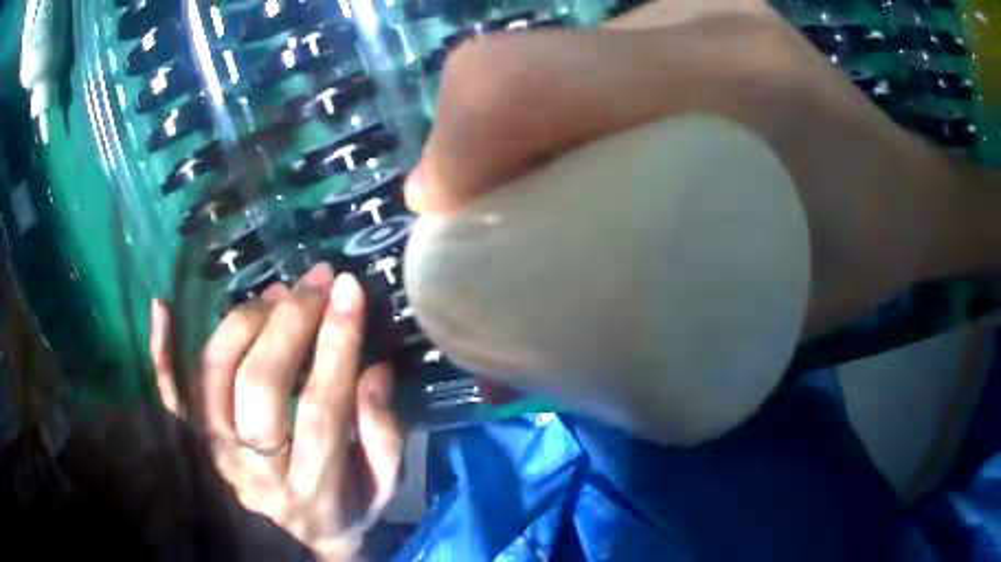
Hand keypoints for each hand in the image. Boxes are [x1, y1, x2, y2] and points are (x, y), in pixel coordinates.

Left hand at [150, 264, 403, 560]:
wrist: (292, 545)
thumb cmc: (344, 511)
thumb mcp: (382, 489)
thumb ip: (384, 436)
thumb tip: (375, 371)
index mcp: (313, 490)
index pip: (322, 408)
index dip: (336, 344)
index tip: (349, 290)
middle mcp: (255, 473)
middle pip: (261, 385)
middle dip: (291, 322)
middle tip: (316, 282)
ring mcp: (215, 455)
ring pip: (216, 376)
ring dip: (245, 322)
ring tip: (278, 294)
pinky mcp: (192, 443)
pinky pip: (170, 397)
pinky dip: (162, 352)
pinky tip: (162, 307)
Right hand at [405, 3, 980, 336]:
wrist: (905, 192)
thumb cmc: (857, 259)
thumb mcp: (762, 320)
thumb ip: (635, 332)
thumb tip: (515, 357)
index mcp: (725, 86)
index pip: (528, 76)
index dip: (459, 143)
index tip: (447, 215)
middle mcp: (697, 22)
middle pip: (525, 59)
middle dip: (477, 141)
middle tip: (488, 216)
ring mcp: (694, 7)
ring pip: (556, 54)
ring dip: (521, 126)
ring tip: (539, 189)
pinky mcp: (695, 14)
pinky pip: (594, 52)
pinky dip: (564, 103)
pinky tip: (590, 146)